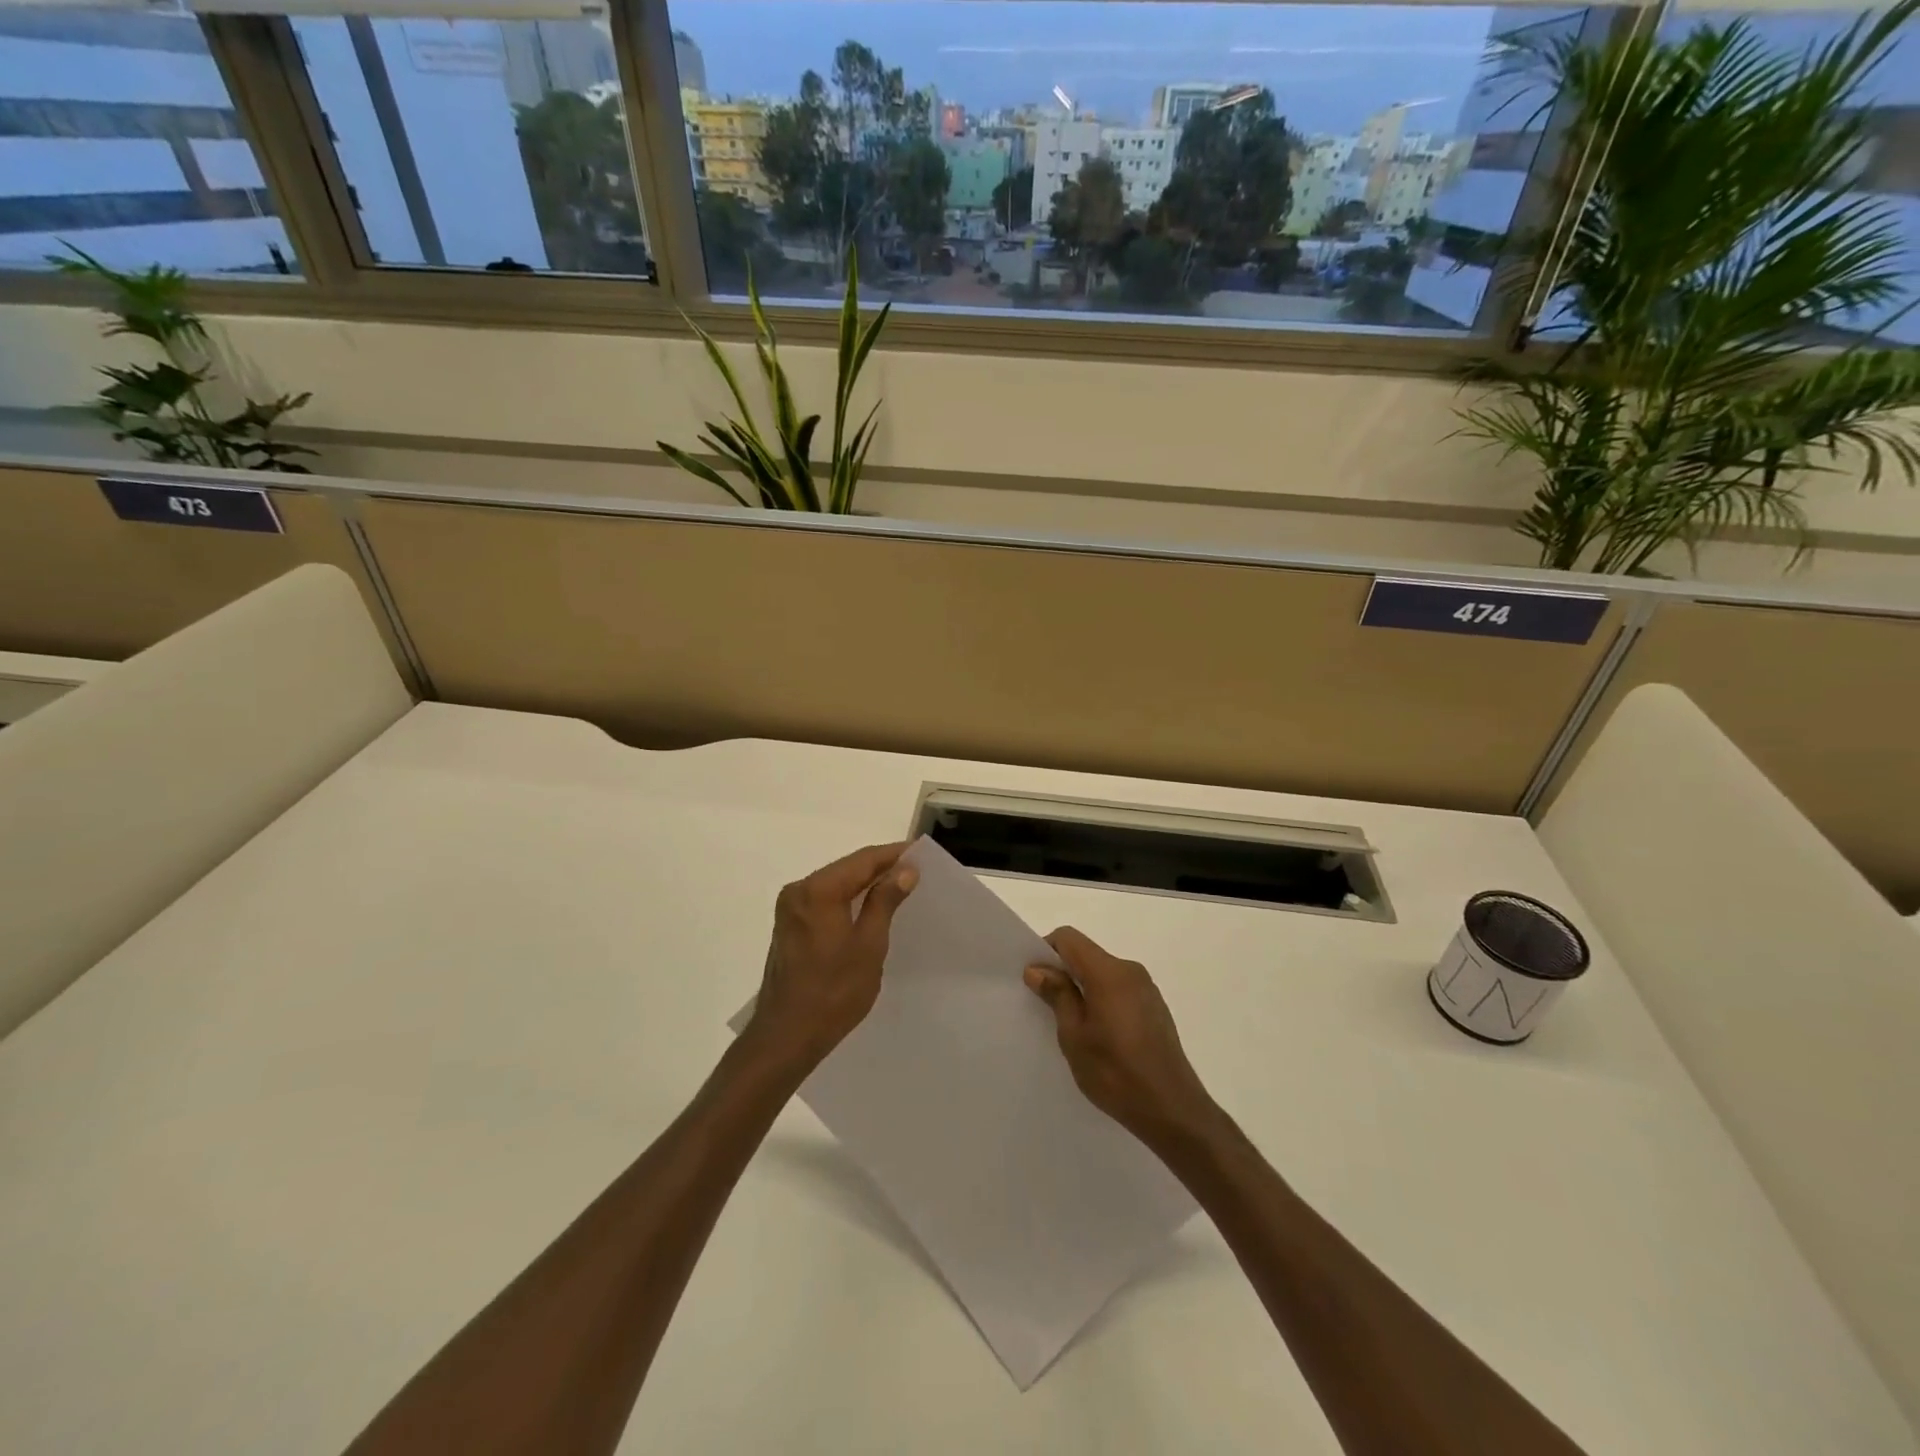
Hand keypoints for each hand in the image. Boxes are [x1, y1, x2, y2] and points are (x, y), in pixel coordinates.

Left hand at [745, 843, 918, 1073]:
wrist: (787, 1036)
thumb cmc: (834, 992)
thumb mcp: (869, 944)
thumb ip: (885, 901)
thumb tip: (905, 869)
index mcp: (818, 890)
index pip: (863, 860)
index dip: (893, 854)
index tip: (920, 853)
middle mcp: (799, 890)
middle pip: (847, 868)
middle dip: (880, 867)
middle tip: (915, 870)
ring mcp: (790, 908)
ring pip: (835, 883)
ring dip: (865, 883)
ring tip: (899, 887)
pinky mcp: (789, 925)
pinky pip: (824, 899)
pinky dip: (848, 898)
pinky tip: (869, 907)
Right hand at [1025, 927, 1218, 1150]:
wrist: (1172, 1110)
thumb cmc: (1115, 1073)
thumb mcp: (1074, 1036)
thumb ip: (1057, 995)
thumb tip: (1037, 968)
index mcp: (1109, 972)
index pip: (1069, 938)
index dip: (1046, 952)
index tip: (1035, 981)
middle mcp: (1130, 971)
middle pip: (1086, 954)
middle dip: (1063, 972)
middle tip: (1046, 1007)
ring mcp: (1147, 988)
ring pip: (1103, 973)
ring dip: (1083, 988)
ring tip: (1073, 1027)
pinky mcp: (1155, 1007)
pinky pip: (1119, 989)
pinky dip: (1102, 999)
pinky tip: (1100, 1036)